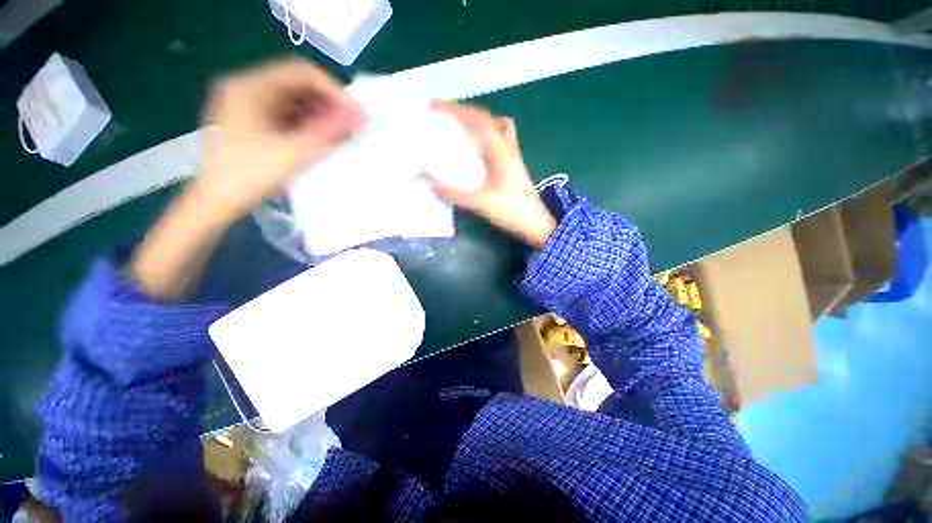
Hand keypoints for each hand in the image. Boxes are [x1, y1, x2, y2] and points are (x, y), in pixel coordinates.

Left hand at [195, 58, 365, 220]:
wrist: (216, 202)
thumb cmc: (250, 176)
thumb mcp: (293, 153)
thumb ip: (329, 132)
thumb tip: (361, 117)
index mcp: (249, 87)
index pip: (301, 73)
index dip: (334, 91)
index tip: (356, 113)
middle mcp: (246, 89)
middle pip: (298, 85)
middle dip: (329, 104)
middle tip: (353, 125)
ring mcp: (247, 106)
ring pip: (294, 102)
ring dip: (321, 115)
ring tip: (343, 134)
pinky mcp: (251, 123)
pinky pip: (287, 116)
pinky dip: (308, 125)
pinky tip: (323, 139)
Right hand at [432, 101, 555, 247]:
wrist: (535, 222)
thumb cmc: (510, 211)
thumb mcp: (479, 203)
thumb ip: (453, 194)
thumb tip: (429, 185)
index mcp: (500, 151)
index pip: (477, 120)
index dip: (455, 109)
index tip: (435, 105)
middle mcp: (507, 147)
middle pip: (485, 118)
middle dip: (463, 111)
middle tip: (442, 114)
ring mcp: (513, 154)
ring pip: (496, 125)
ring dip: (478, 120)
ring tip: (460, 126)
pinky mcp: (514, 163)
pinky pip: (501, 138)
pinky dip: (488, 134)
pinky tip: (479, 146)